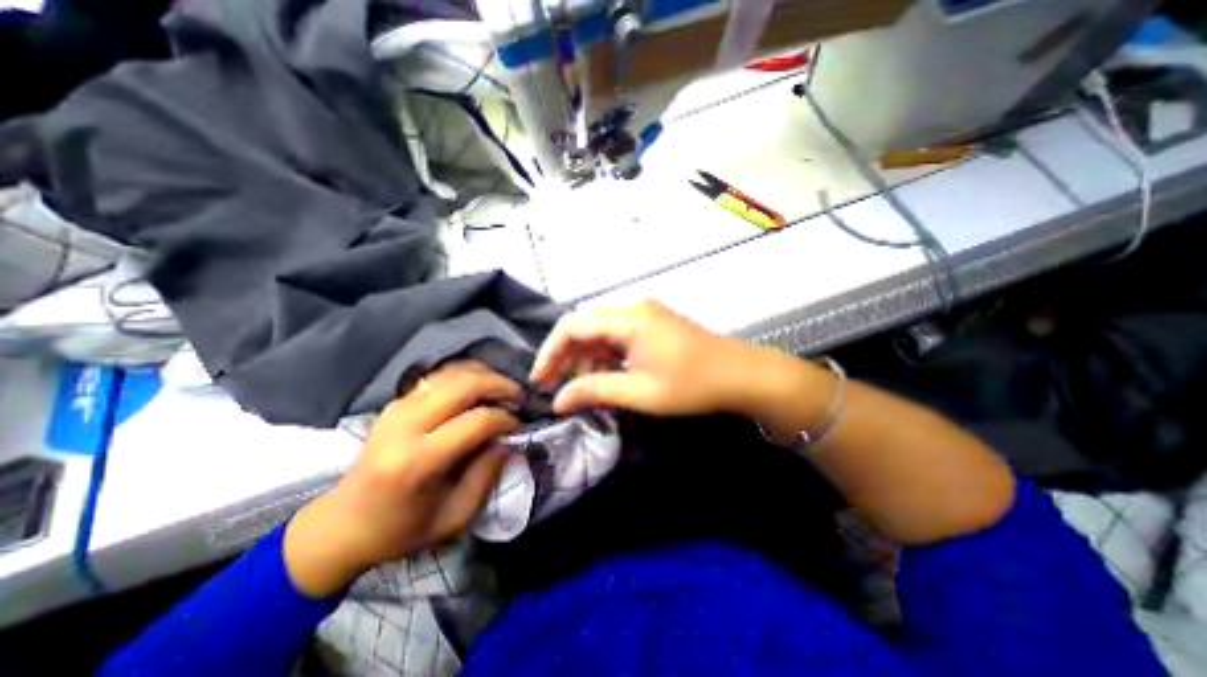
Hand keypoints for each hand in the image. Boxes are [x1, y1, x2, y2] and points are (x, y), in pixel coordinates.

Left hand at [287, 362, 526, 593]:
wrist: (342, 525)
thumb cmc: (401, 530)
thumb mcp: (454, 517)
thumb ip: (487, 475)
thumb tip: (508, 440)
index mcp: (418, 462)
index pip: (476, 421)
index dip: (504, 419)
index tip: (517, 425)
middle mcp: (405, 426)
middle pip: (464, 385)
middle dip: (499, 385)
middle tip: (518, 396)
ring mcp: (397, 409)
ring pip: (451, 373)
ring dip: (483, 375)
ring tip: (501, 391)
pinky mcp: (395, 403)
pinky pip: (438, 376)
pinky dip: (464, 375)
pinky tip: (477, 388)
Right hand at [531, 301, 756, 418]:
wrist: (741, 375)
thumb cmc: (692, 385)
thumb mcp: (640, 392)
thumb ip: (595, 391)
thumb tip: (558, 401)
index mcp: (628, 318)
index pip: (573, 327)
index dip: (550, 352)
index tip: (539, 380)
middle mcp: (632, 308)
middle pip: (584, 326)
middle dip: (566, 355)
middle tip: (555, 386)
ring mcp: (644, 314)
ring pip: (600, 331)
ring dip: (587, 358)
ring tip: (585, 387)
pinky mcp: (652, 324)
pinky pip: (617, 335)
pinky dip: (606, 355)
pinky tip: (608, 376)